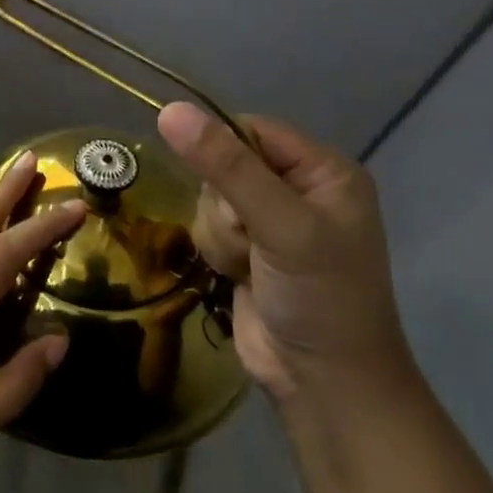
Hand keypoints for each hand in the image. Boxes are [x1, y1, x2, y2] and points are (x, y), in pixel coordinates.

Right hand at [157, 104, 411, 405]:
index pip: (251, 130)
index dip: (223, 151)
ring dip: (220, 235)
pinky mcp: (246, 250)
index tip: (219, 186)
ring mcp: (270, 222)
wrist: (322, 382)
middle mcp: (297, 189)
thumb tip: (169, 110)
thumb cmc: (320, 297)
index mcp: (324, 171)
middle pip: (223, 165)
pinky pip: (207, 228)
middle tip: (251, 239)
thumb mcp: (279, 225)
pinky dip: (216, 252)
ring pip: (209, 199)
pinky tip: (237, 276)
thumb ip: (226, 167)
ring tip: (248, 265)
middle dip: (225, 206)